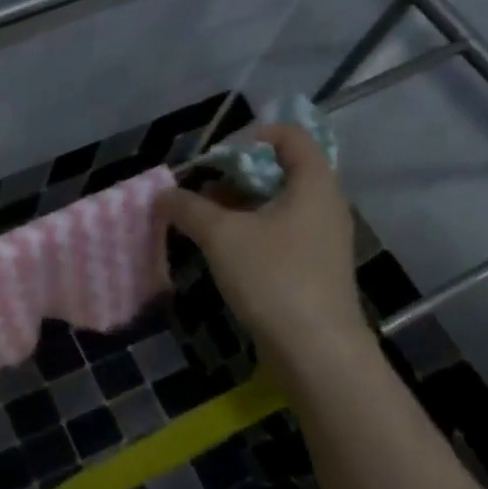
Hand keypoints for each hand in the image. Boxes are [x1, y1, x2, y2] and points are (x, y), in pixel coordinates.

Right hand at [157, 123, 372, 385]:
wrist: (317, 352)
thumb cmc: (273, 278)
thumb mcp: (221, 235)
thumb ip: (189, 207)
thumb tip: (162, 194)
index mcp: (314, 184)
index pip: (290, 136)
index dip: (250, 137)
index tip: (215, 159)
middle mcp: (325, 204)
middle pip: (281, 168)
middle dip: (236, 173)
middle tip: (202, 189)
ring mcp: (322, 238)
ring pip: (278, 203)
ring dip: (239, 203)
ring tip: (203, 219)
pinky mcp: (314, 267)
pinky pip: (281, 231)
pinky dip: (251, 229)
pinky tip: (222, 249)